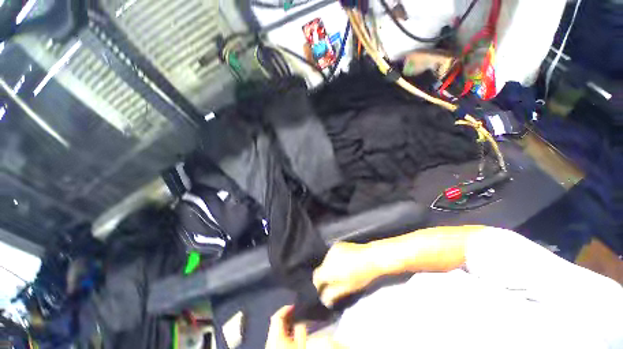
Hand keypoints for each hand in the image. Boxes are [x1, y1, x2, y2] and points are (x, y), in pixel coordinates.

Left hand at [266, 305, 306, 348]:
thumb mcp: (300, 342)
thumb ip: (301, 329)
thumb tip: (301, 321)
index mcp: (275, 333)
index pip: (277, 315)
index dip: (285, 308)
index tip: (292, 305)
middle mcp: (270, 337)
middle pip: (276, 321)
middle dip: (285, 314)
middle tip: (293, 311)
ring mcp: (270, 343)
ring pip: (276, 328)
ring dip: (284, 322)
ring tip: (293, 321)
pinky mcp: (271, 347)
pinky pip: (276, 334)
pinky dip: (283, 330)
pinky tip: (290, 332)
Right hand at [313, 242, 379, 307]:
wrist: (371, 257)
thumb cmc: (360, 275)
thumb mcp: (347, 288)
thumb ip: (333, 294)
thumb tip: (324, 300)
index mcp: (328, 269)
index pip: (316, 278)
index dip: (318, 285)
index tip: (324, 291)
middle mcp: (327, 257)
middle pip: (322, 269)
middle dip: (326, 276)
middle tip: (335, 283)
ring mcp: (333, 249)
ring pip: (327, 261)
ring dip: (330, 267)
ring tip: (341, 272)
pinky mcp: (338, 244)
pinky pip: (332, 254)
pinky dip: (335, 259)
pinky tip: (344, 262)